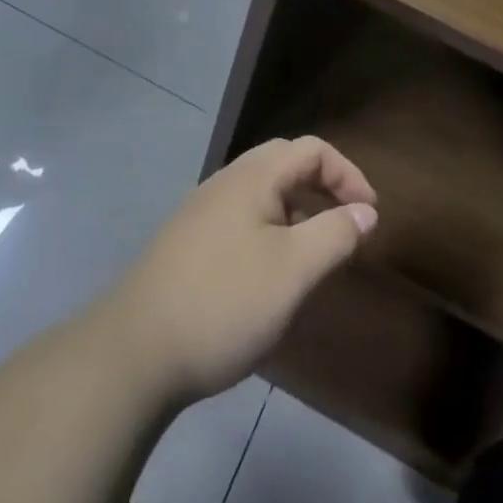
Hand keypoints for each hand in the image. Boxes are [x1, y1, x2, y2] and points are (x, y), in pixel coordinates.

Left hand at [104, 137, 377, 405]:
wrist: (133, 353)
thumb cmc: (223, 303)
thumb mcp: (292, 271)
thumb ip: (335, 234)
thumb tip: (366, 211)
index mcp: (253, 177)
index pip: (312, 149)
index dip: (348, 174)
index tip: (370, 215)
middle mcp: (226, 182)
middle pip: (285, 163)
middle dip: (323, 187)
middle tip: (345, 225)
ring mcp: (202, 212)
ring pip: (262, 193)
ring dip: (297, 211)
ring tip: (313, 254)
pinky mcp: (188, 243)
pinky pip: (242, 219)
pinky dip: (271, 231)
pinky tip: (270, 275)